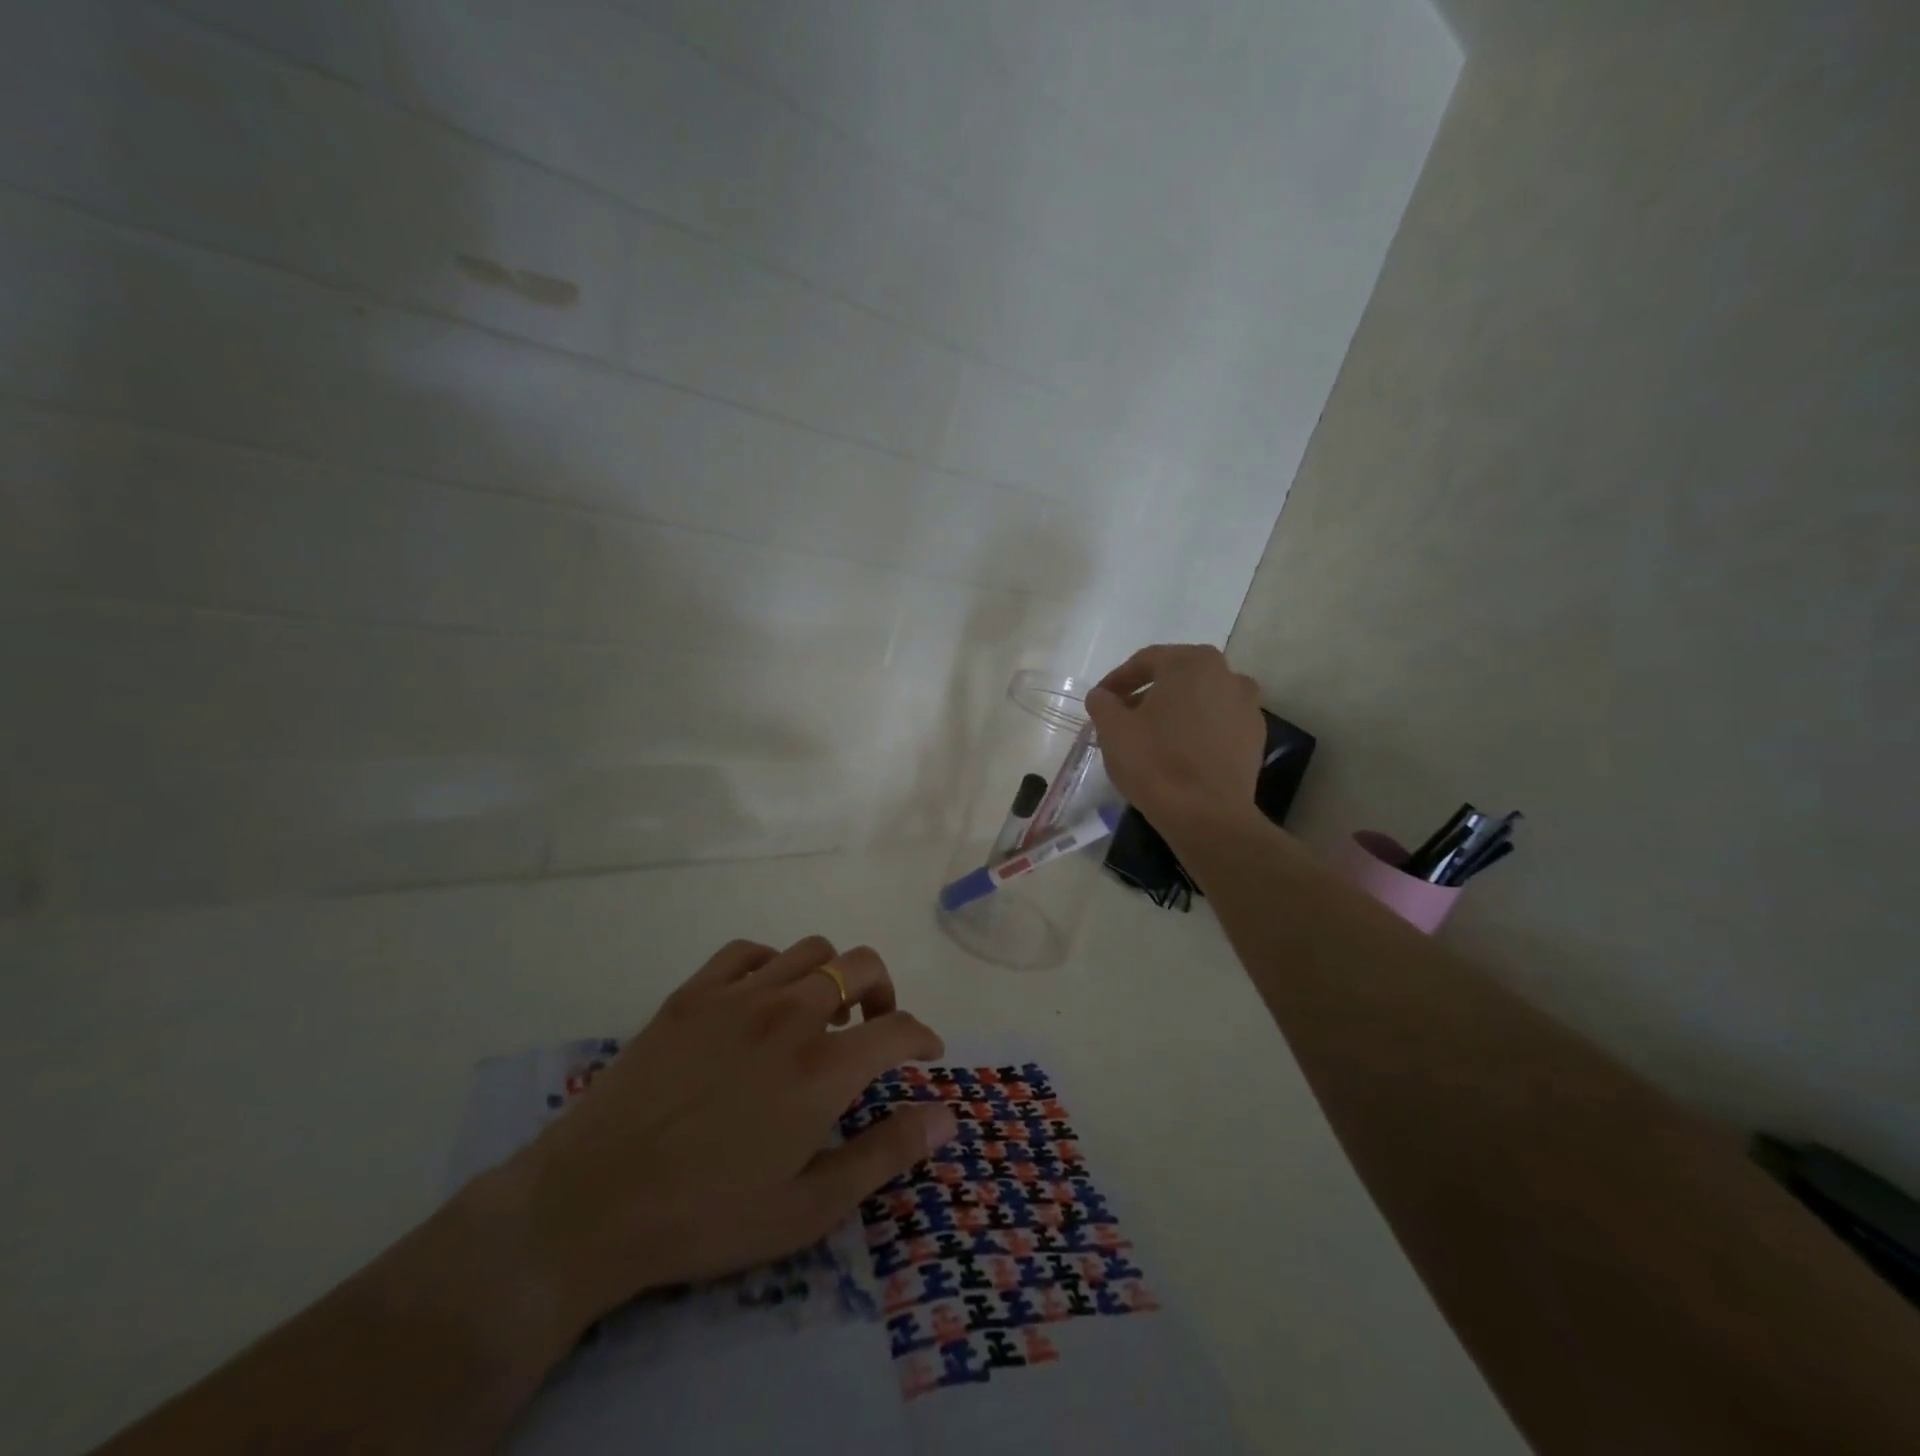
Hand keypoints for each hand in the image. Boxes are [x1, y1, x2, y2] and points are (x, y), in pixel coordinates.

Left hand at [485, 936, 955, 1343]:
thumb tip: (945, 1116)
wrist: (590, 1204)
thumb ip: (885, 1154)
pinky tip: (763, 999)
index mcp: (823, 1068)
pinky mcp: (693, 993)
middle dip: (884, 991)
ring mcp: (738, 996)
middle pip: (860, 966)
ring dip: (832, 975)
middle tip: (875, 1029)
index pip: (898, 1028)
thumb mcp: (809, 1208)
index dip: (923, 1037)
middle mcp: (789, 1014)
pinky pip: (749, 951)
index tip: (926, 1052)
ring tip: (821, 1014)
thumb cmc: (706, 1216)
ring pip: (810, 950)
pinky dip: (772, 965)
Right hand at [1086, 644, 1266, 830]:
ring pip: (1200, 699)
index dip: (1117, 680)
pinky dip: (1197, 729)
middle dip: (1148, 693)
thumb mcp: (1113, 730)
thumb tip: (1102, 696)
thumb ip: (1102, 703)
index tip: (1101, 699)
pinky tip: (1179, 752)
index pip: (1146, 661)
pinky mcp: (1256, 737)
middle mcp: (1227, 674)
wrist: (1208, 816)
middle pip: (1176, 676)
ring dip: (1174, 710)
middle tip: (1123, 715)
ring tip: (1151, 735)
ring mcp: (1248, 706)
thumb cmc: (1156, 763)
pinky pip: (1218, 723)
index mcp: (1192, 663)